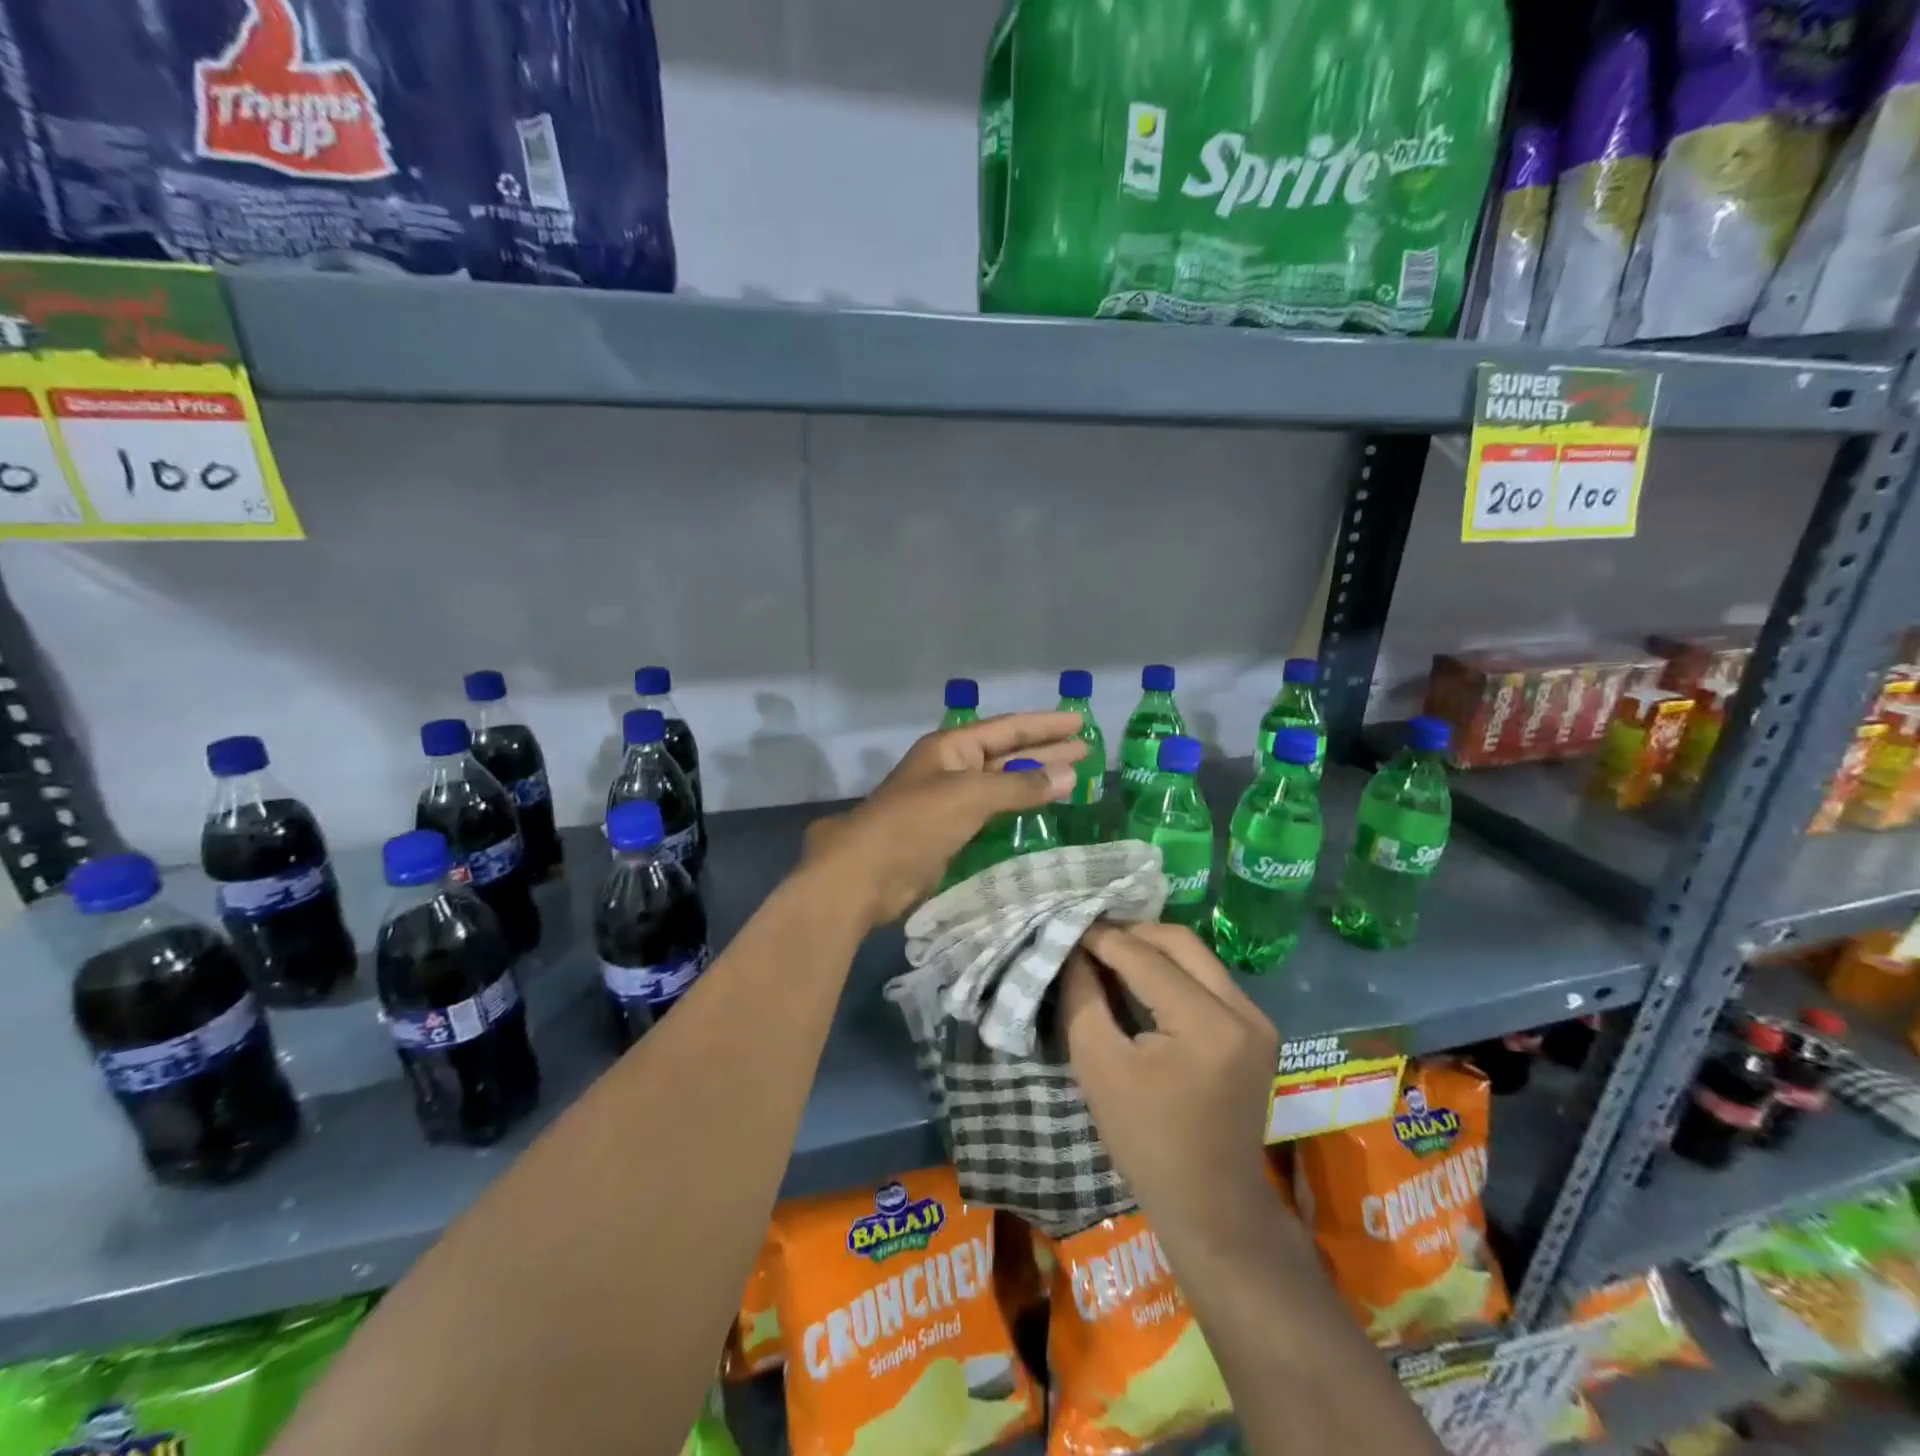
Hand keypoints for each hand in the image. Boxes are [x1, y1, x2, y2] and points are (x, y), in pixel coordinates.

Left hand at [801, 712, 1086, 927]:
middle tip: (1087, 751)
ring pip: (1001, 785)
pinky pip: (992, 814)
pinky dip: (1018, 811)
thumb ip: (1020, 786)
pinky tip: (1041, 814)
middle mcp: (952, 768)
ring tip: (1073, 780)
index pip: (1007, 728)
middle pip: (1007, 754)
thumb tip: (1068, 774)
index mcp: (951, 747)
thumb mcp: (971, 795)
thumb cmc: (916, 822)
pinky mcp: (951, 833)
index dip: (1044, 725)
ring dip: (1035, 783)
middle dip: (1045, 751)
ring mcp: (950, 801)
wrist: (867, 873)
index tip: (1080, 723)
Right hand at [1060, 923, 1280, 1241]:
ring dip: (1150, 948)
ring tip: (1107, 953)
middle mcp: (1243, 1010)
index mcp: (1207, 1024)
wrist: (1210, 1204)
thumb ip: (1083, 996)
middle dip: (1129, 932)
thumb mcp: (1097, 1065)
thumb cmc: (1145, 1140)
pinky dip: (1171, 969)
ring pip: (1195, 955)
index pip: (1145, 957)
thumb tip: (1074, 948)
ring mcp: (1257, 1018)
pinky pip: (1207, 977)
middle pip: (1179, 942)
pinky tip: (1139, 978)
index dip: (1101, 937)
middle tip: (1088, 937)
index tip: (1067, 926)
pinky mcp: (1257, 1028)